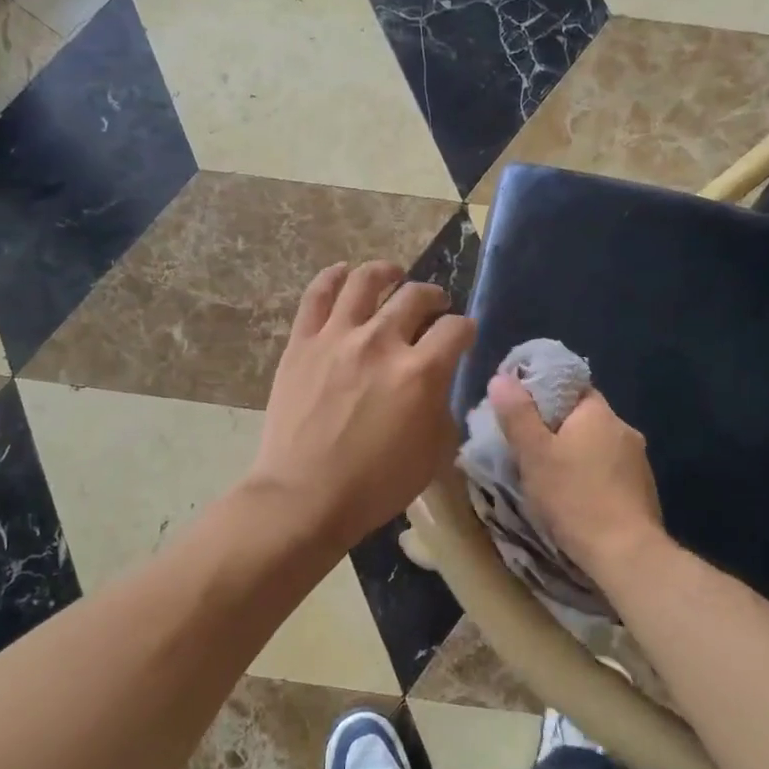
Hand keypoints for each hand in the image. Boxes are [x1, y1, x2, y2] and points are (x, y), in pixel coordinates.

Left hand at [251, 261, 476, 550]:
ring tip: (392, 275)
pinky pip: (318, 295)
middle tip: (434, 306)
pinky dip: (333, 277)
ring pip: (365, 281)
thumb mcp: (433, 454)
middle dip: (433, 297)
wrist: (304, 496)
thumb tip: (437, 385)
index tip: (463, 335)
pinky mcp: (302, 342)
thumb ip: (442, 408)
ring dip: (386, 272)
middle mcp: (381, 342)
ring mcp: (337, 337)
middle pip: (415, 296)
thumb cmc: (375, 485)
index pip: (456, 328)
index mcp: (420, 372)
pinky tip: (343, 273)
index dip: (466, 328)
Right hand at [487, 374, 664, 575]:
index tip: (521, 413)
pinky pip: (609, 471)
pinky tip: (576, 497)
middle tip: (527, 448)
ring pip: (597, 446)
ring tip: (549, 476)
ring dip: (575, 455)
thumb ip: (517, 414)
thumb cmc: (574, 497)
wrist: (625, 554)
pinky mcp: (643, 490)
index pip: (571, 388)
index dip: (544, 395)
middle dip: (557, 429)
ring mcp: (638, 461)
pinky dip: (591, 477)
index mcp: (599, 413)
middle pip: (584, 418)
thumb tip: (501, 378)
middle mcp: (624, 429)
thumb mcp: (534, 454)